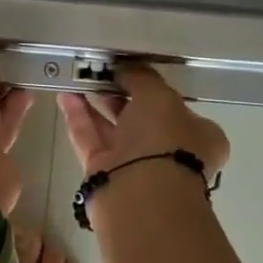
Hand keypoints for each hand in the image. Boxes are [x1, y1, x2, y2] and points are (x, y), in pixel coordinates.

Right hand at [59, 63, 229, 178]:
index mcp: (197, 136)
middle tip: (99, 72)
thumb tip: (125, 68)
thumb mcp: (159, 96)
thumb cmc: (163, 139)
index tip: (133, 72)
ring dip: (95, 103)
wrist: (141, 194)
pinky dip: (78, 117)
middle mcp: (169, 152)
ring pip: (112, 127)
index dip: (155, 89)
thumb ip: (141, 77)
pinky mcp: (105, 173)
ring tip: (76, 77)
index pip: (177, 108)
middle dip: (119, 93)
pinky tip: (65, 96)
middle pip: (141, 117)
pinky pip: (90, 138)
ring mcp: (135, 165)